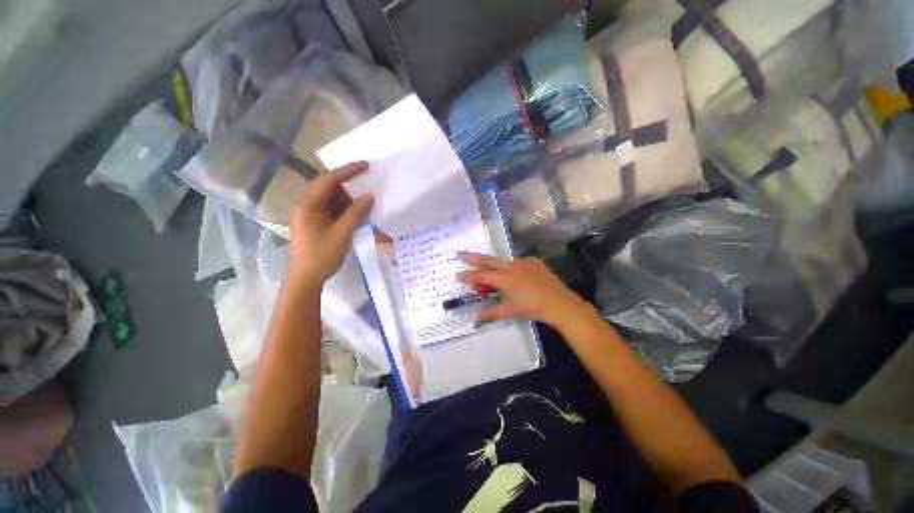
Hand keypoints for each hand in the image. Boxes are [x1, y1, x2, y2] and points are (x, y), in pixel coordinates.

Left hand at [288, 162, 372, 285]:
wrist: (306, 278)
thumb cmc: (322, 255)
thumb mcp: (342, 233)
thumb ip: (356, 213)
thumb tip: (370, 196)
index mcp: (308, 204)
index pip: (329, 180)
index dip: (348, 171)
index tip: (366, 165)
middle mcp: (306, 204)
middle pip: (330, 187)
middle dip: (349, 187)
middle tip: (368, 186)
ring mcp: (310, 214)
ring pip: (332, 199)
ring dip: (349, 200)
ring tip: (365, 204)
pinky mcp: (315, 222)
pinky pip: (332, 209)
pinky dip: (345, 210)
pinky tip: (357, 215)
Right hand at [456, 252, 590, 327]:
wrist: (560, 303)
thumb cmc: (533, 308)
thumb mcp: (510, 311)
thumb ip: (490, 312)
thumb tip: (473, 319)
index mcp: (505, 279)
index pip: (481, 276)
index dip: (468, 275)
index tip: (457, 274)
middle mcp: (512, 266)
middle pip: (488, 260)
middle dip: (472, 257)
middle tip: (459, 253)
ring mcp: (523, 262)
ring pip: (503, 260)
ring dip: (492, 262)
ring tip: (485, 265)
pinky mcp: (533, 261)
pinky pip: (517, 262)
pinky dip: (510, 266)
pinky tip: (513, 273)